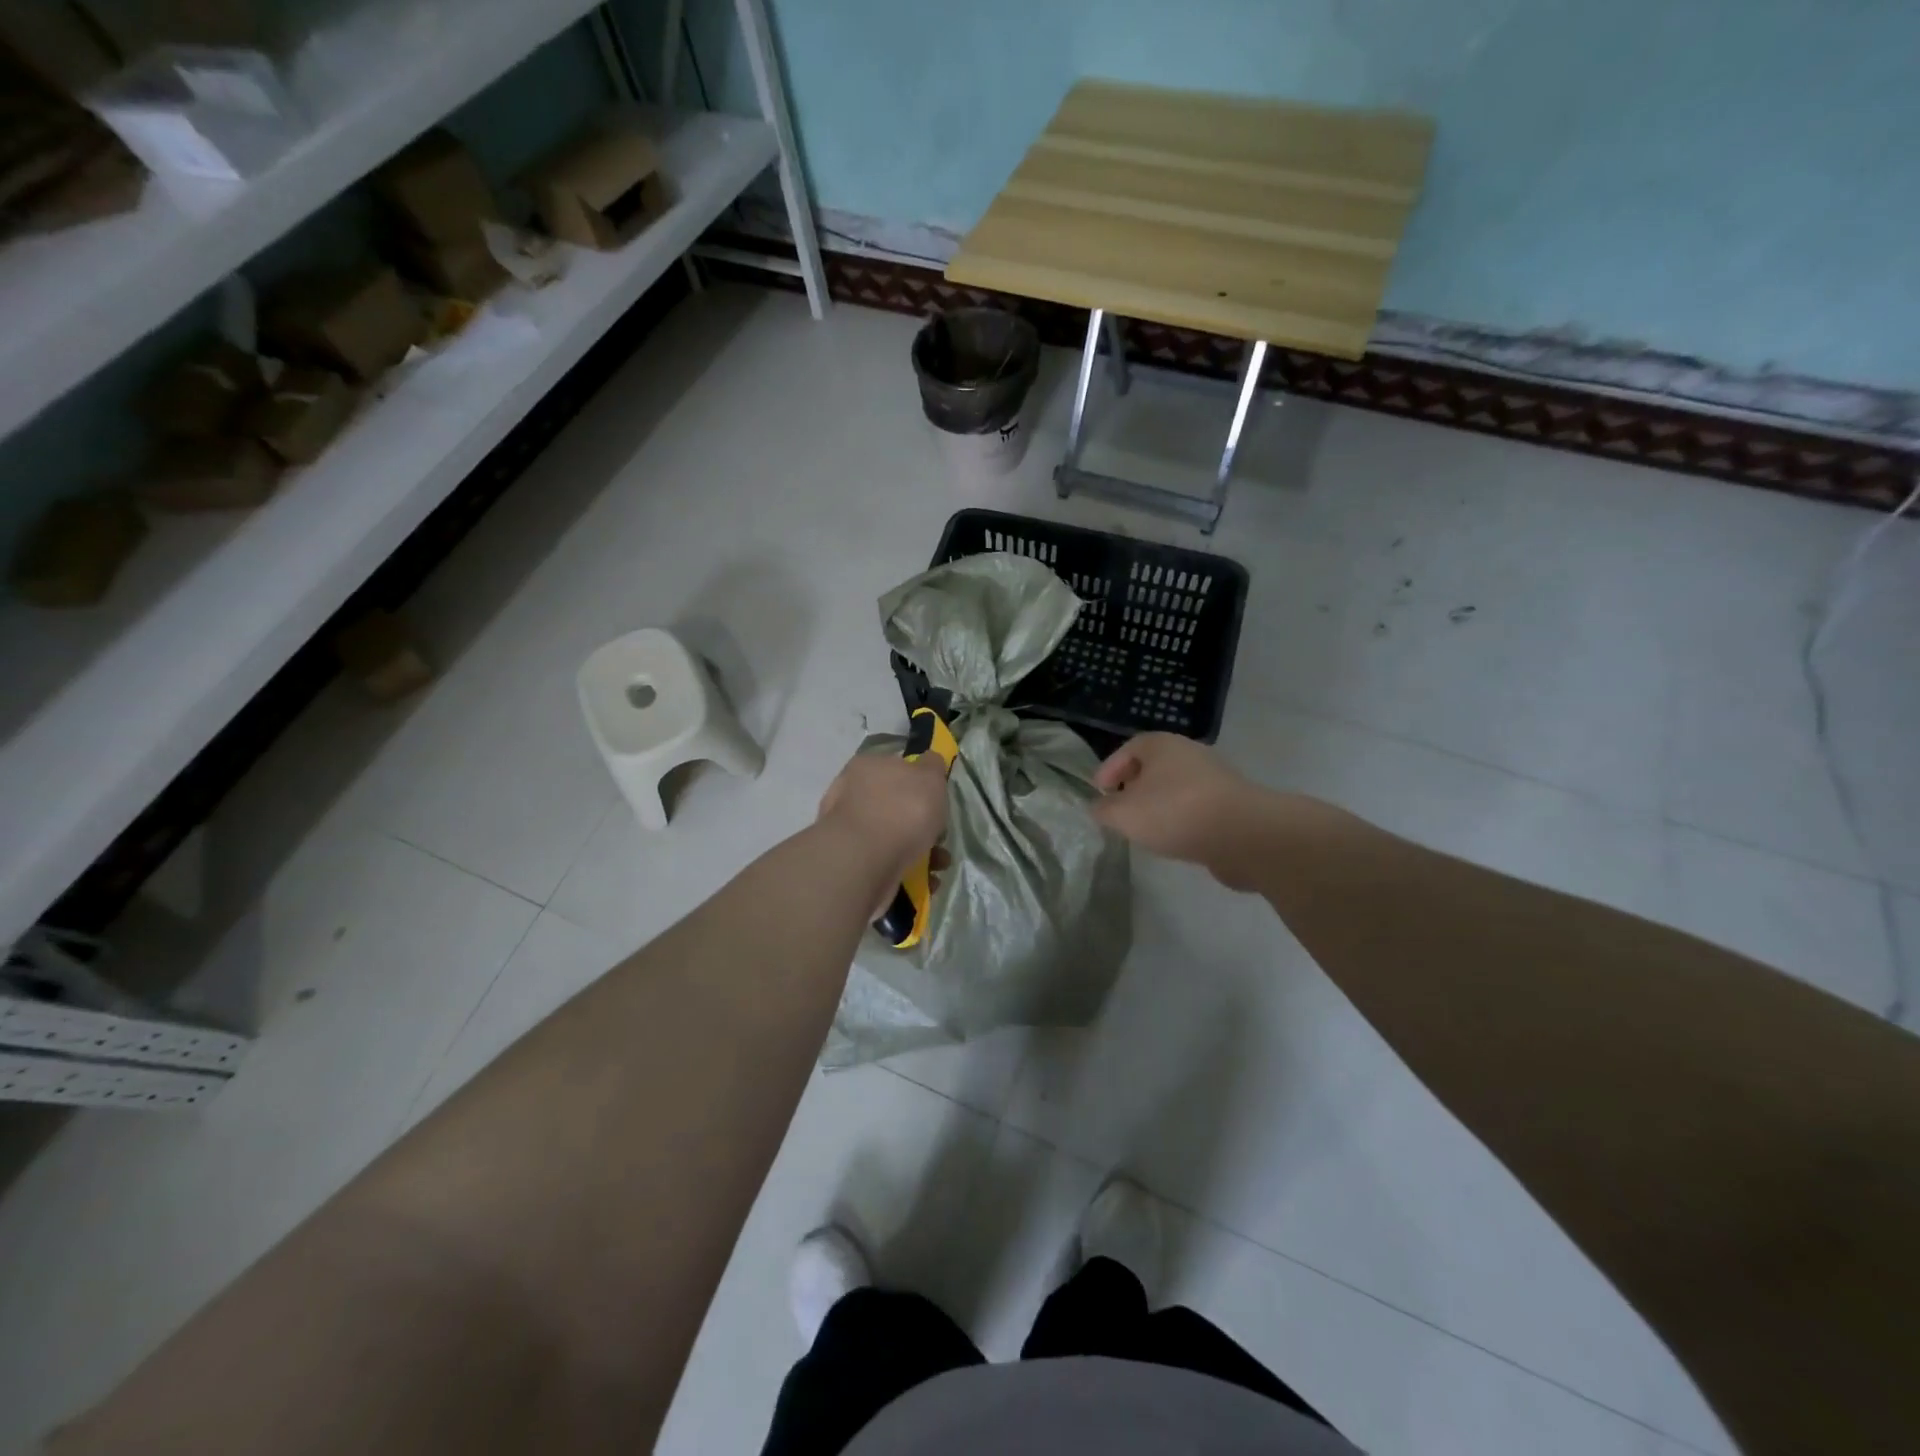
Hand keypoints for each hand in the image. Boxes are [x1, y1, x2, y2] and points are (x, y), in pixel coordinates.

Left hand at [818, 753, 950, 896]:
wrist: (866, 861)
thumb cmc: (902, 810)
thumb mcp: (930, 776)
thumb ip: (932, 766)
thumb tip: (930, 761)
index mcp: (867, 767)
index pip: (895, 767)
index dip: (919, 782)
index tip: (936, 800)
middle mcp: (852, 795)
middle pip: (895, 806)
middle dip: (922, 824)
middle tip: (941, 836)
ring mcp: (849, 832)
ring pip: (894, 838)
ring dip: (922, 851)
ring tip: (940, 864)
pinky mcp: (852, 863)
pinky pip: (888, 864)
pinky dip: (909, 872)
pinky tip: (927, 881)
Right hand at [1092, 733, 1278, 888]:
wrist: (1244, 834)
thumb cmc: (1175, 812)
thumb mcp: (1124, 814)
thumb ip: (1104, 810)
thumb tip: (1099, 808)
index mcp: (1161, 744)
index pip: (1128, 749)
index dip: (1110, 769)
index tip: (1099, 792)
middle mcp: (1189, 753)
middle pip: (1153, 767)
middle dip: (1134, 787)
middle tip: (1120, 810)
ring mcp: (1214, 778)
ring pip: (1175, 788)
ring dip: (1158, 805)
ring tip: (1145, 829)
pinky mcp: (1231, 803)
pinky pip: (1195, 807)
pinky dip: (1181, 819)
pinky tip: (1175, 839)